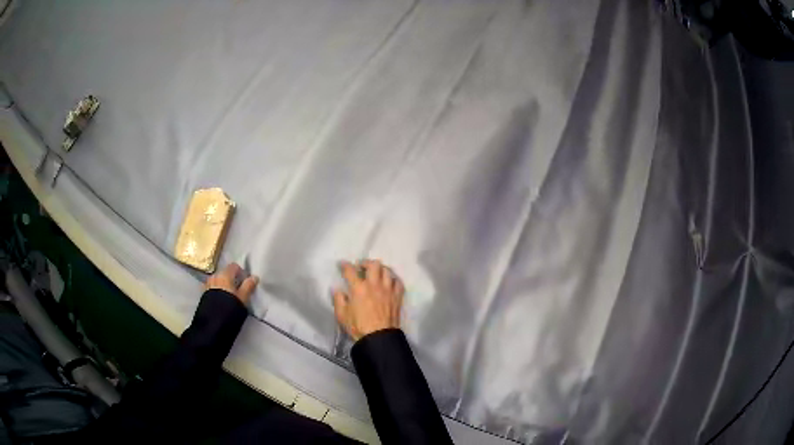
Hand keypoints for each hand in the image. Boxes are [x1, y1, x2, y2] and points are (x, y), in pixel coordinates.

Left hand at [205, 263, 258, 304]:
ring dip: (223, 285)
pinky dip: (216, 290)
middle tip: (237, 290)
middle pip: (225, 272)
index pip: (234, 266)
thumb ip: (248, 286)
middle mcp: (215, 276)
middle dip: (231, 279)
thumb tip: (254, 277)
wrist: (213, 321)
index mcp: (225, 274)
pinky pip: (212, 287)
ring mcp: (207, 284)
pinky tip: (220, 300)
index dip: (240, 272)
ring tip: (228, 296)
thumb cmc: (231, 307)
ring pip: (218, 280)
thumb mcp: (243, 298)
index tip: (245, 282)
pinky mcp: (203, 293)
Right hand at [333, 259, 403, 340]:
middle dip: (366, 263)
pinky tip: (389, 283)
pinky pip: (398, 282)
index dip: (345, 265)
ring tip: (376, 274)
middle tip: (361, 267)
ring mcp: (388, 290)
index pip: (350, 271)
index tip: (342, 264)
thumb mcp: (342, 315)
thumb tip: (337, 289)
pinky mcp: (397, 297)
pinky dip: (393, 280)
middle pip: (374, 265)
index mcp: (359, 288)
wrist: (379, 338)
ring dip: (380, 269)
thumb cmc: (358, 327)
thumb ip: (338, 299)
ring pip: (387, 271)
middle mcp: (374, 285)